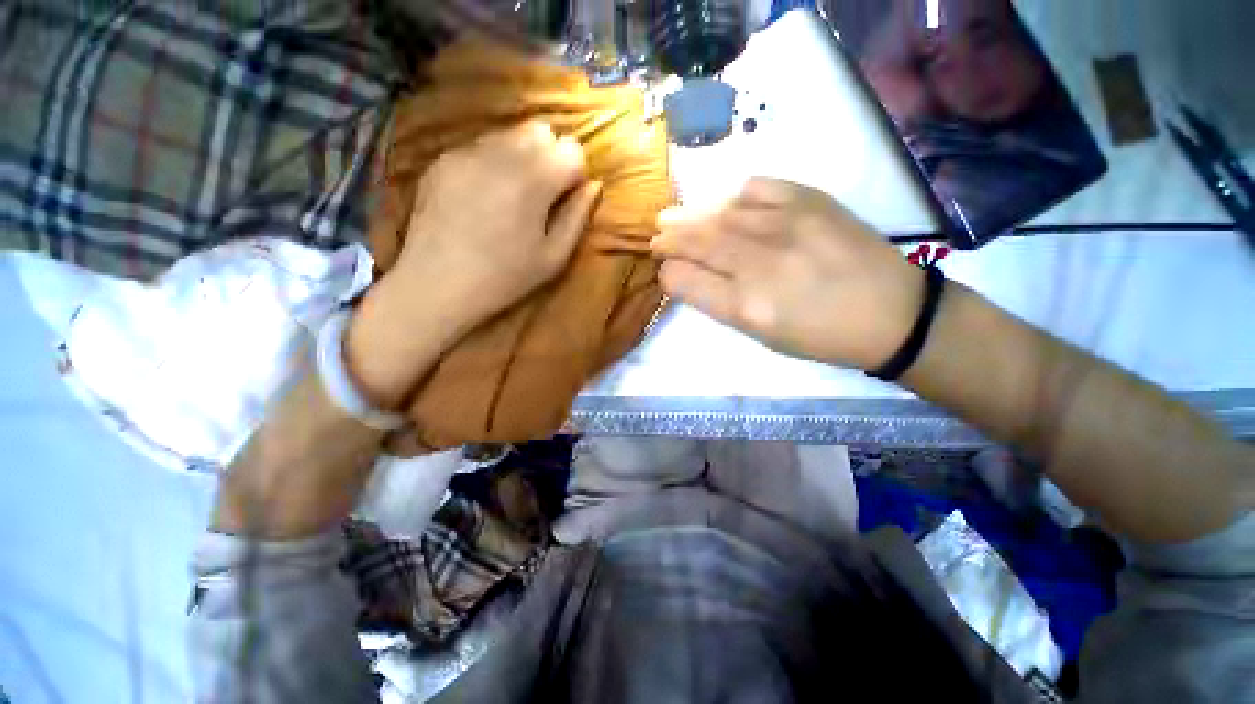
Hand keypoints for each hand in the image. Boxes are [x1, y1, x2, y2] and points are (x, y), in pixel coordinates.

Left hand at [390, 121, 600, 325]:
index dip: (575, 174)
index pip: (572, 150)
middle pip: (541, 130)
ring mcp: (467, 152)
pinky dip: (492, 163)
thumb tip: (594, 186)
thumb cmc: (504, 278)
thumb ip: (577, 217)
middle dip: (550, 156)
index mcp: (534, 181)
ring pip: (509, 133)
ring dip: (522, 156)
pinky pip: (480, 147)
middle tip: (542, 194)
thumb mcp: (554, 258)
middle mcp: (501, 154)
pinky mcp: (443, 159)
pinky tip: (482, 197)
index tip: (565, 199)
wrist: (436, 284)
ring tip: (512, 195)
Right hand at [650, 178, 922, 370]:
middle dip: (669, 238)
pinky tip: (726, 205)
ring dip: (690, 215)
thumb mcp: (761, 334)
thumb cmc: (819, 336)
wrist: (891, 312)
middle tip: (657, 235)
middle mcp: (759, 263)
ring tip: (673, 216)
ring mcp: (786, 226)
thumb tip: (689, 273)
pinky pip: (757, 187)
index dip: (668, 273)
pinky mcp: (811, 200)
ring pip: (719, 213)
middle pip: (696, 241)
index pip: (684, 279)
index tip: (667, 271)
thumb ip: (720, 302)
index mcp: (745, 307)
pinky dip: (733, 196)